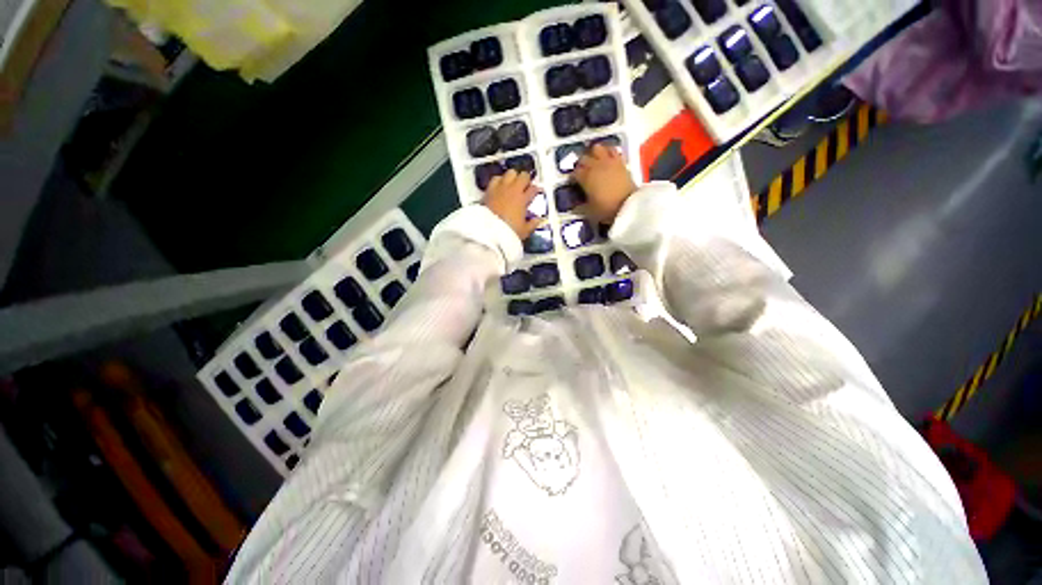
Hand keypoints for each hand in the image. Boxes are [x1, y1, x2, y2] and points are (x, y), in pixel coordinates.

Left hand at [484, 169, 541, 239]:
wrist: (490, 231)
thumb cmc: (509, 231)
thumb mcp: (524, 231)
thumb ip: (532, 224)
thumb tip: (538, 220)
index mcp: (523, 200)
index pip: (533, 189)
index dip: (536, 189)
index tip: (536, 191)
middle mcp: (513, 190)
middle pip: (523, 176)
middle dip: (526, 180)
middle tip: (525, 186)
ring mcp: (501, 188)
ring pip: (510, 173)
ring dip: (513, 177)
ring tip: (513, 183)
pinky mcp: (490, 189)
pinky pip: (496, 178)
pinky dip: (500, 180)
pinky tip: (500, 185)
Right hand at [573, 144, 636, 222]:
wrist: (629, 205)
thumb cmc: (606, 209)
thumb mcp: (589, 211)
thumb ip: (581, 206)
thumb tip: (575, 206)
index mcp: (586, 177)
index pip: (574, 172)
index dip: (572, 177)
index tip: (573, 183)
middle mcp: (595, 166)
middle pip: (583, 158)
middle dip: (580, 164)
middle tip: (581, 172)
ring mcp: (608, 162)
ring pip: (597, 148)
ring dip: (593, 154)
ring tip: (593, 160)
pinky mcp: (620, 162)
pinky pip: (612, 150)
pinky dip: (607, 152)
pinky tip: (607, 158)